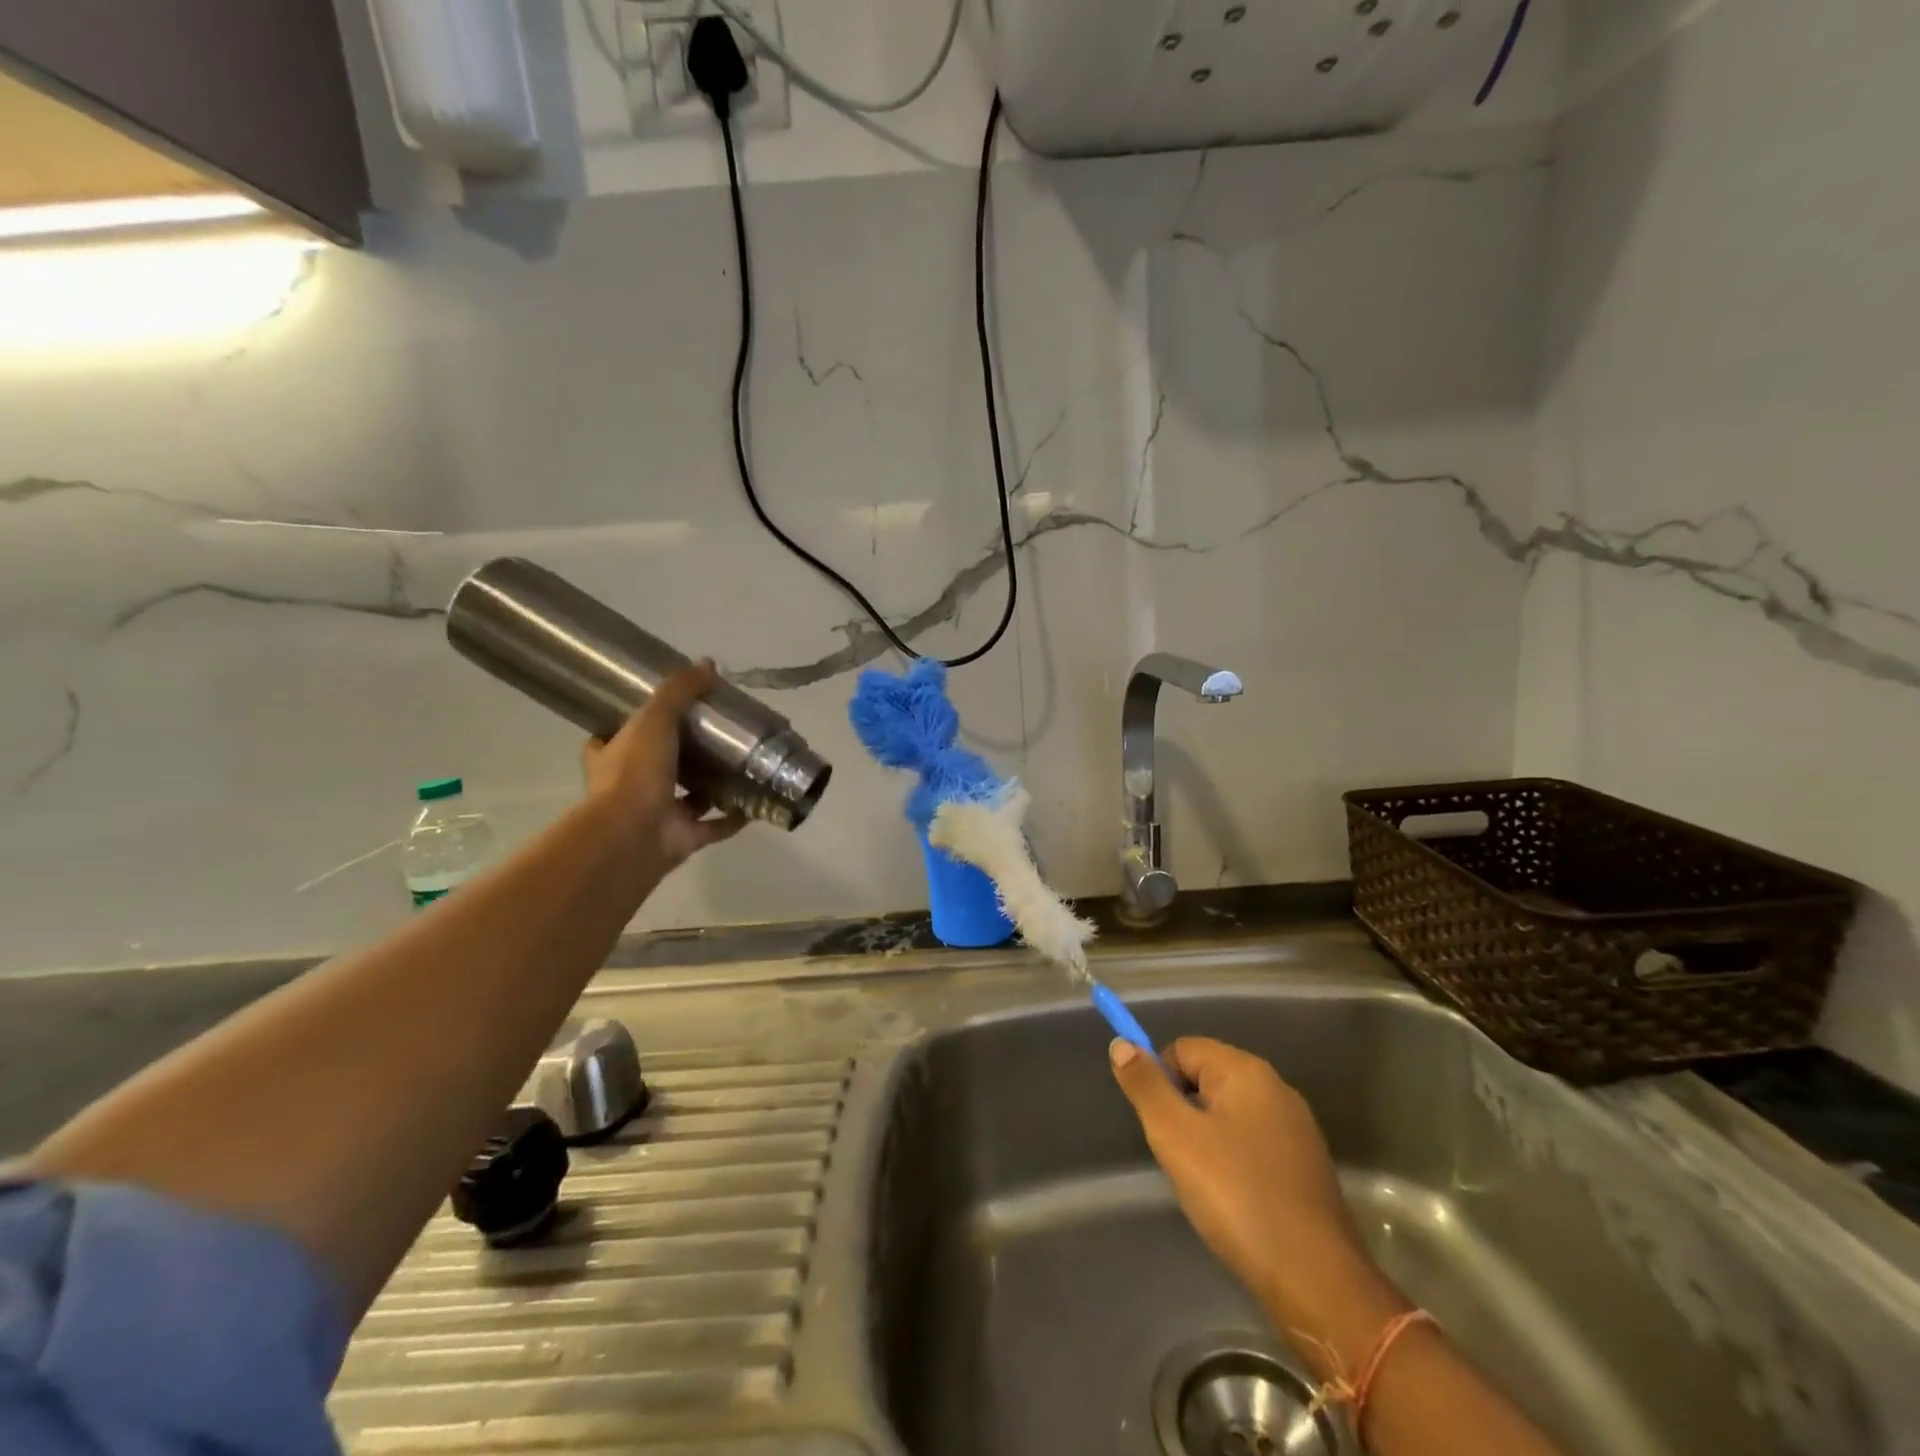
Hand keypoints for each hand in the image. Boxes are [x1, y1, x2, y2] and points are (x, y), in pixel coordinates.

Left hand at [581, 660, 748, 872]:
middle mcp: (630, 788)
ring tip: (741, 766)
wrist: (632, 834)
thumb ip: (679, 692)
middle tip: (716, 736)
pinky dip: (733, 818)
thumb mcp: (654, 718)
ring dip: (711, 786)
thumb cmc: (634, 772)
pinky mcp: (682, 839)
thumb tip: (708, 665)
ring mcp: (657, 815)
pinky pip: (713, 826)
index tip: (663, 712)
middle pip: (657, 766)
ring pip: (687, 798)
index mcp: (611, 757)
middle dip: (683, 755)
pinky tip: (755, 803)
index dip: (634, 725)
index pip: (615, 737)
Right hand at [1110, 1037, 1404, 1358]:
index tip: (1159, 1126)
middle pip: (1207, 1077)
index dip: (1160, 1080)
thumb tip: (1121, 1044)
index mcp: (1246, 1071)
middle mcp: (1276, 1088)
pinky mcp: (1306, 1165)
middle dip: (1183, 1110)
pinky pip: (1253, 1143)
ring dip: (1206, 1137)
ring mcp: (1296, 1128)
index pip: (1183, 1049)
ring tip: (1203, 1182)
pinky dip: (1234, 1160)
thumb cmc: (1237, 1196)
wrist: (1315, 1280)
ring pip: (1229, 1113)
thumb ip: (1146, 1086)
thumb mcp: (1175, 1137)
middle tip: (1177, 1156)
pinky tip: (1233, 1199)